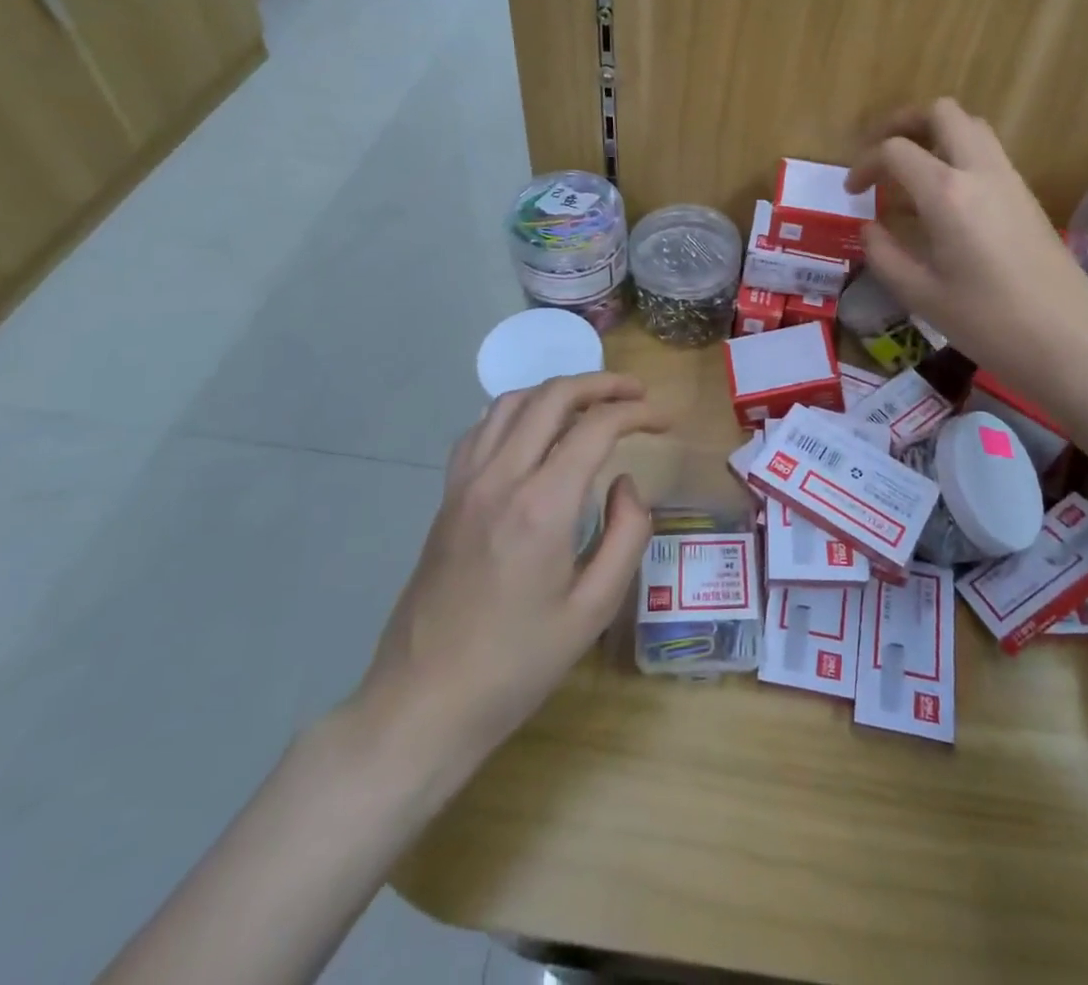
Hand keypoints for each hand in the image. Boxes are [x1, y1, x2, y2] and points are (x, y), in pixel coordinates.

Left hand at [349, 374, 665, 765]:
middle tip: (636, 393)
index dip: (636, 412)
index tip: (663, 419)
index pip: (595, 427)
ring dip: (557, 391)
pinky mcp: (447, 496)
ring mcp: (465, 482)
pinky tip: (534, 430)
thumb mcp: (593, 610)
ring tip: (591, 403)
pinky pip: (482, 428)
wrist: (423, 703)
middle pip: (552, 397)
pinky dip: (517, 411)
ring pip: (512, 402)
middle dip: (600, 384)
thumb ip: (625, 535)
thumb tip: (625, 484)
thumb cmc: (517, 665)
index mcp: (542, 506)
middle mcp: (500, 478)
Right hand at [847, 99, 1087, 418]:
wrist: (1069, 342)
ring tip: (910, 175)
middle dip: (904, 123)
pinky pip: (988, 155)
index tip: (851, 192)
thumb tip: (870, 228)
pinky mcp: (1027, 198)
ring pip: (971, 128)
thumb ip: (885, 255)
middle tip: (881, 155)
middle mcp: (981, 172)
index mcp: (947, 193)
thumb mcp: (921, 295)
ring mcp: (1010, 181)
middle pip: (942, 113)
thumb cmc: (988, 323)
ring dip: (935, 136)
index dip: (865, 164)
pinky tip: (943, 202)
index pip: (896, 150)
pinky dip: (958, 158)